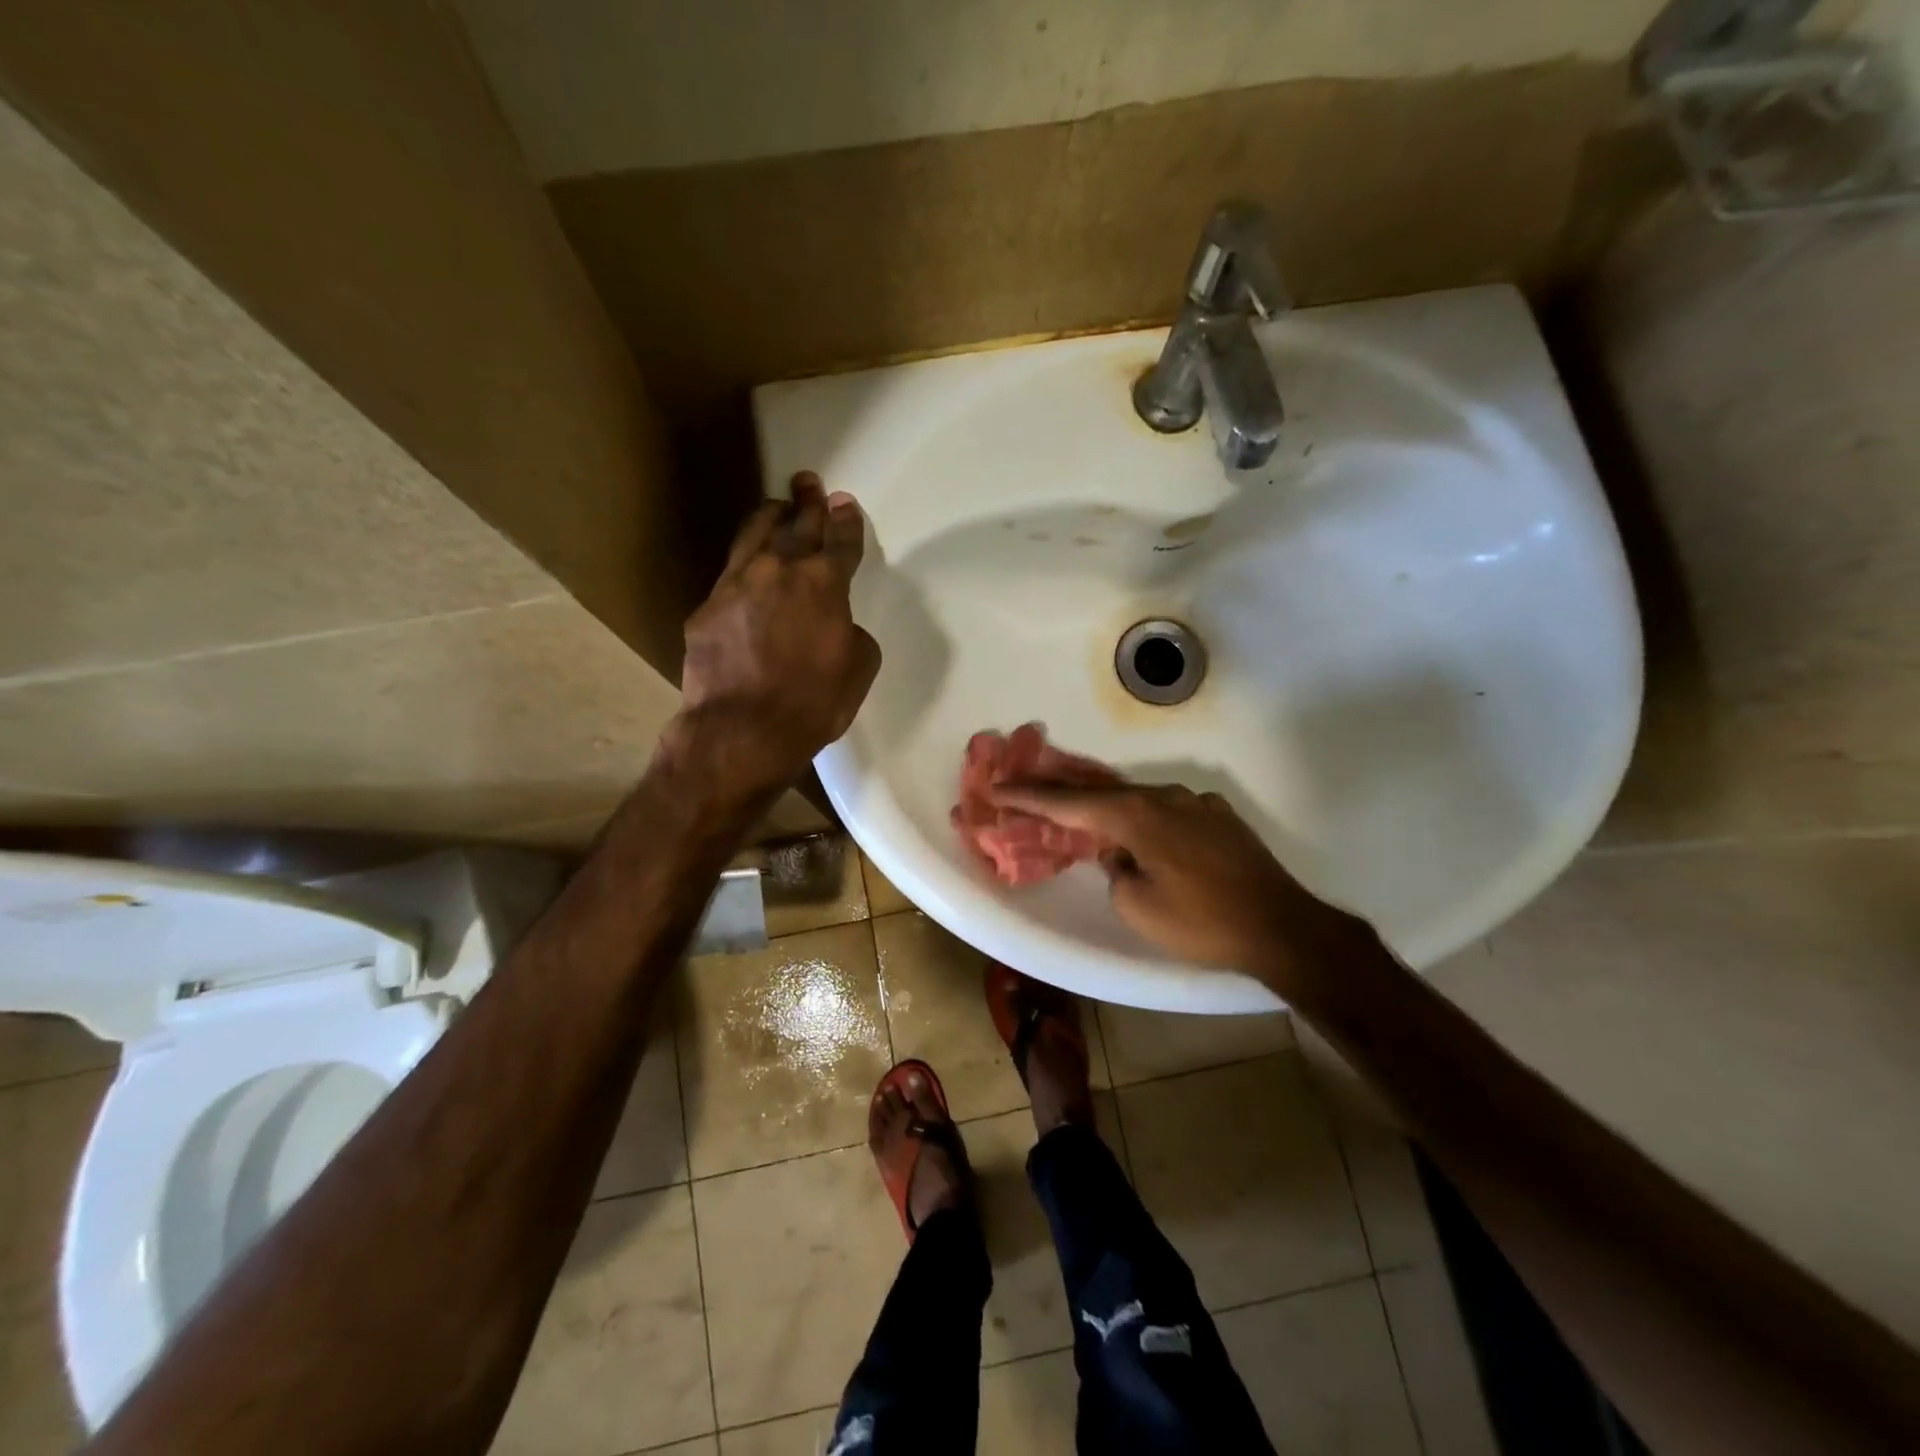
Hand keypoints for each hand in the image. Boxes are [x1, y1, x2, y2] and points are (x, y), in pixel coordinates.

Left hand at [680, 472, 880, 788]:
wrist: (743, 729)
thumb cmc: (814, 703)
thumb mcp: (858, 668)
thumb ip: (852, 633)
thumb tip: (837, 625)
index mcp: (824, 584)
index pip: (840, 542)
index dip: (846, 521)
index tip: (845, 503)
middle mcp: (779, 571)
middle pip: (797, 525)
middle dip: (808, 503)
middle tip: (809, 483)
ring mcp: (737, 585)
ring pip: (755, 536)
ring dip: (771, 518)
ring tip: (777, 507)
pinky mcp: (707, 608)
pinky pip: (730, 574)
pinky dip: (744, 563)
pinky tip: (747, 567)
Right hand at [989, 780, 1366, 975]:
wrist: (1282, 928)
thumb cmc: (1201, 922)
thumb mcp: (1138, 906)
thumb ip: (1115, 870)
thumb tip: (1119, 853)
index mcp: (1137, 816)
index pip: (1069, 803)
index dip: (1028, 797)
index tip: (996, 788)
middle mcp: (1165, 797)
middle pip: (1101, 791)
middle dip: (1062, 793)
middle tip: (1029, 790)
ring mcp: (1196, 803)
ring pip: (1138, 799)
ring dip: (1107, 808)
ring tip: (1082, 816)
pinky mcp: (1219, 817)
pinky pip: (1168, 811)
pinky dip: (1144, 818)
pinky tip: (1144, 836)